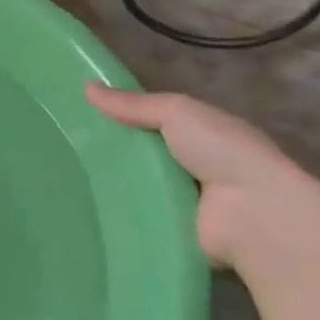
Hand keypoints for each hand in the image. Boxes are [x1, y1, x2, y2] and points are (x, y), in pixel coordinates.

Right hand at [85, 83, 319, 267]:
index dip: (122, 116)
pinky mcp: (178, 233)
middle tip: (64, 148)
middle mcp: (196, 166)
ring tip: (64, 179)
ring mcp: (188, 202)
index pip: (154, 121)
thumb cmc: (221, 151)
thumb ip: (134, 104)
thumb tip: (85, 86)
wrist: (256, 216)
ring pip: (140, 188)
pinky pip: (142, 220)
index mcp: (201, 133)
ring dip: (114, 185)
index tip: (81, 115)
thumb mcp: (176, 112)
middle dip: (112, 152)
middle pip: (144, 155)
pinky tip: (86, 210)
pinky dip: (121, 215)